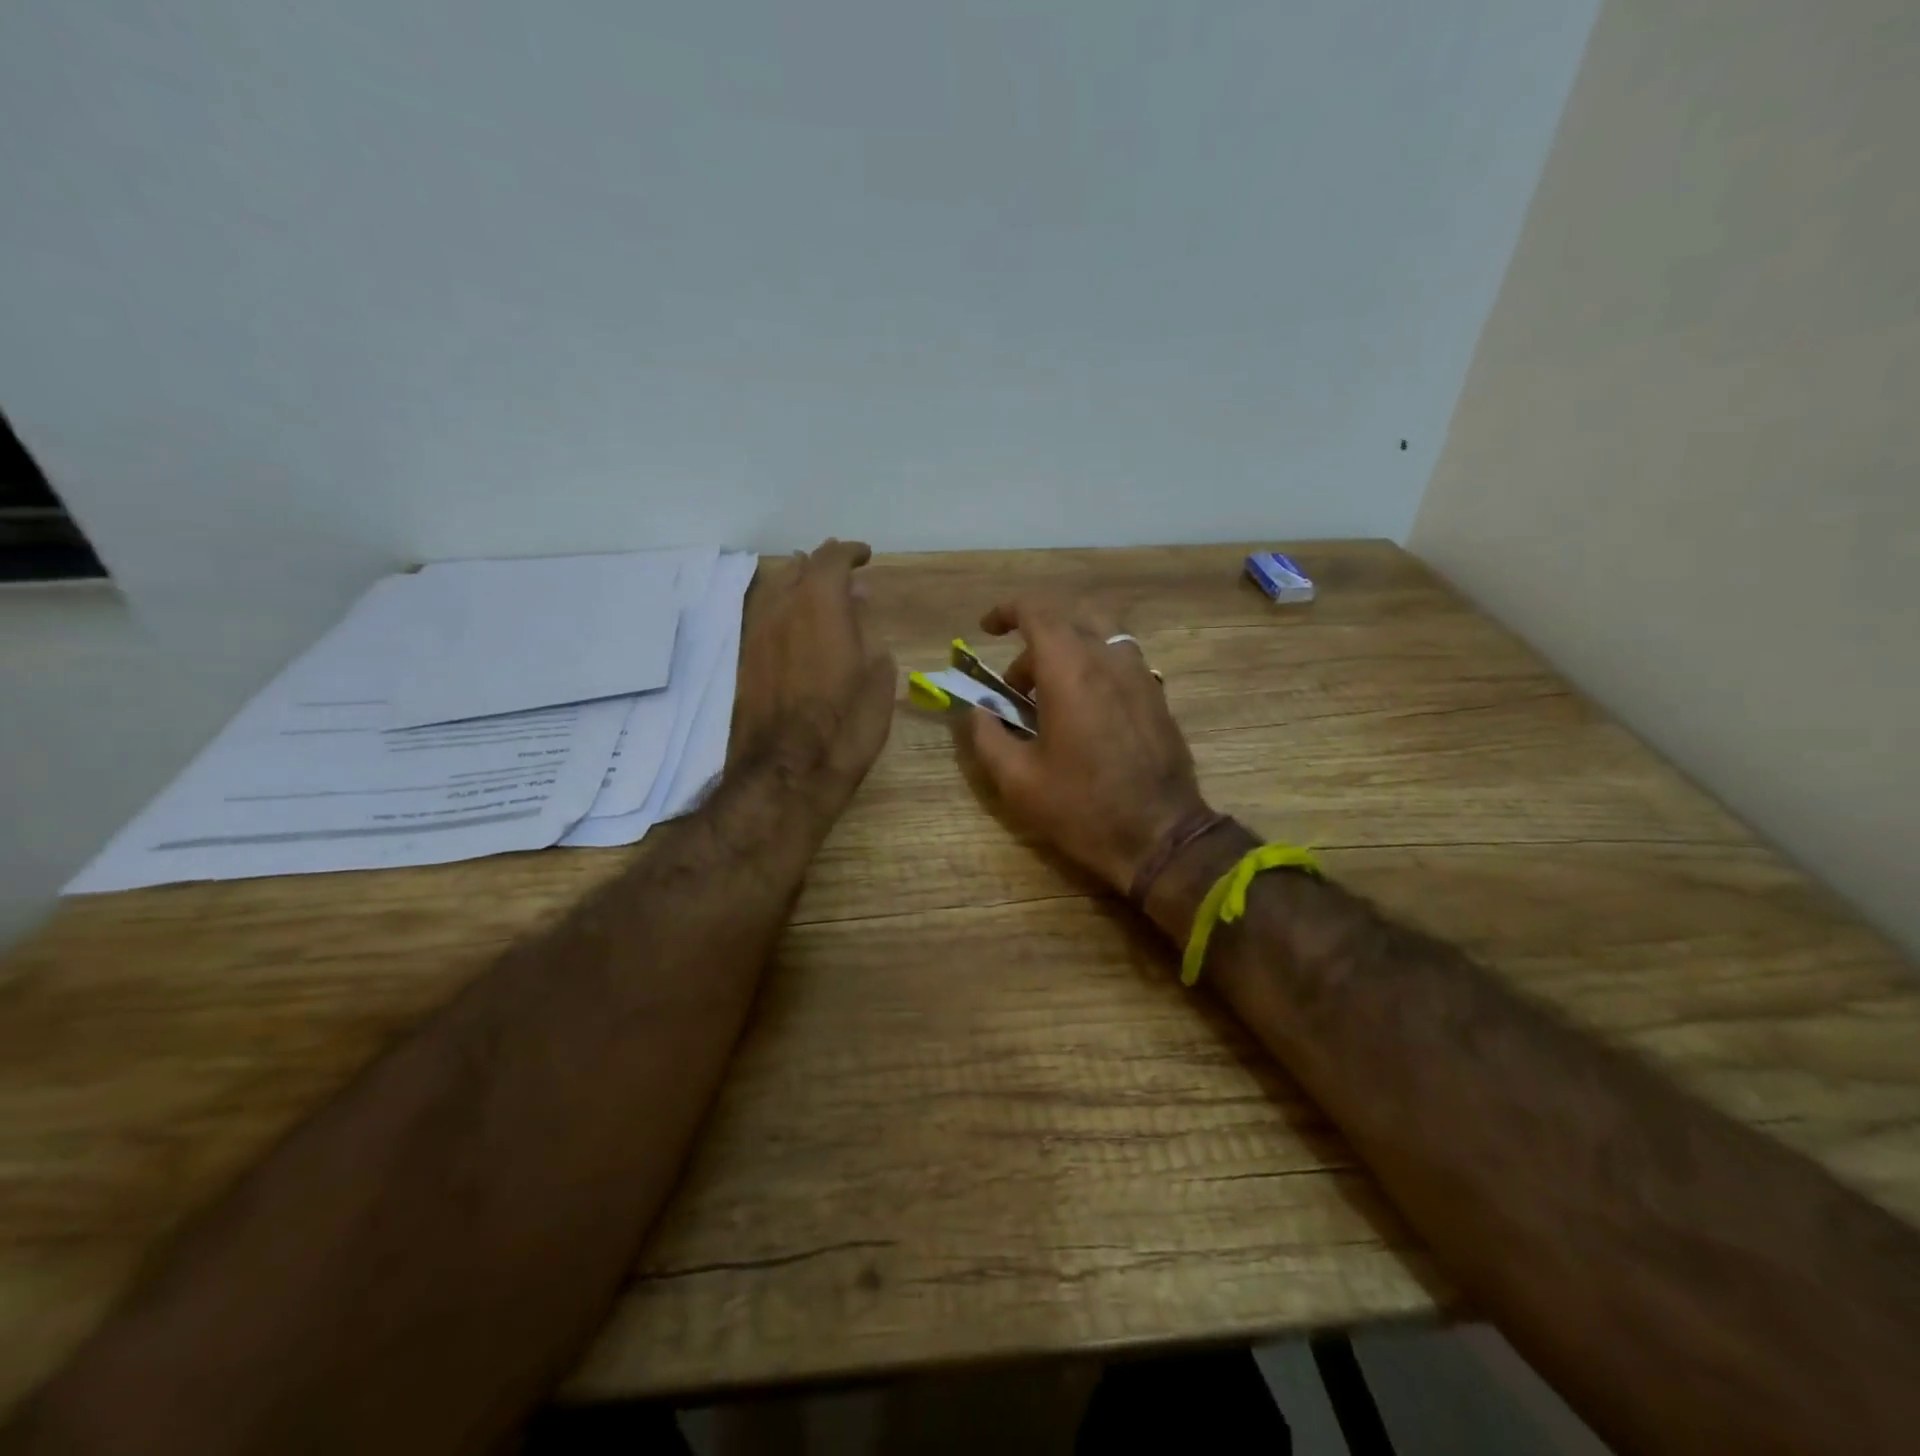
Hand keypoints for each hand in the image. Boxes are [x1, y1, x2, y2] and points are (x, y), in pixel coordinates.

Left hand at [730, 540, 896, 811]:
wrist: (785, 772)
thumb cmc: (845, 726)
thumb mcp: (877, 678)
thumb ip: (868, 632)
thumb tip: (859, 602)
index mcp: (821, 605)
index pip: (832, 559)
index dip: (850, 553)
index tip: (865, 556)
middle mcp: (782, 608)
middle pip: (799, 567)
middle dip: (822, 564)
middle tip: (843, 572)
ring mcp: (757, 632)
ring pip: (776, 588)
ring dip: (799, 582)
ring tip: (819, 592)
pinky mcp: (745, 658)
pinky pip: (765, 613)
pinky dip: (784, 606)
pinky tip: (797, 623)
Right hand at [965, 598, 1207, 893]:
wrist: (1160, 835)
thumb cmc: (1081, 807)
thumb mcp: (1017, 779)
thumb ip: (986, 736)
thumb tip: (975, 711)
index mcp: (1070, 670)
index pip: (1037, 612)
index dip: (1006, 612)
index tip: (986, 630)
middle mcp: (1108, 659)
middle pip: (1068, 619)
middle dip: (1033, 641)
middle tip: (1016, 686)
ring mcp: (1140, 675)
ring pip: (1099, 636)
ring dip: (1067, 653)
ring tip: (1050, 698)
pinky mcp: (1157, 695)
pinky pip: (1120, 660)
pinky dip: (1093, 668)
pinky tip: (1084, 714)